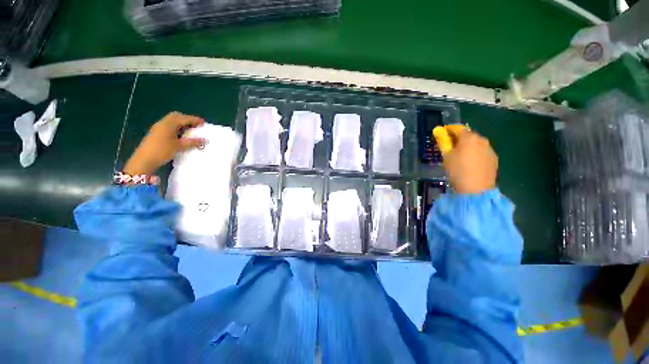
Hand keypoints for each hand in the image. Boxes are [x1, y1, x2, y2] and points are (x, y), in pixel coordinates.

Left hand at [123, 112, 205, 175]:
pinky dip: (177, 128)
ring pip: (172, 121)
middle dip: (187, 119)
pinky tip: (181, 135)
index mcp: (168, 124)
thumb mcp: (179, 146)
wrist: (144, 160)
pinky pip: (169, 126)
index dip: (194, 120)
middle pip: (176, 116)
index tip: (203, 123)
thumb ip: (193, 142)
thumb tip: (206, 140)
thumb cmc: (162, 151)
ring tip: (190, 131)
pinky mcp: (156, 133)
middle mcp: (163, 123)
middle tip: (196, 126)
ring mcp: (158, 128)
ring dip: (182, 124)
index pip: (183, 118)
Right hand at [433, 126, 497, 193]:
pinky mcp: (493, 158)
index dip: (448, 129)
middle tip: (449, 145)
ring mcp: (489, 149)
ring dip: (467, 145)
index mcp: (469, 138)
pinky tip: (469, 162)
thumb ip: (443, 142)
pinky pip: (481, 151)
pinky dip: (474, 152)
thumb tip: (437, 130)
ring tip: (459, 155)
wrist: (476, 189)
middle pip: (468, 135)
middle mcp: (482, 140)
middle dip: (458, 138)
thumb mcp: (447, 156)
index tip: (442, 132)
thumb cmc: (457, 171)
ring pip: (476, 143)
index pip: (457, 128)